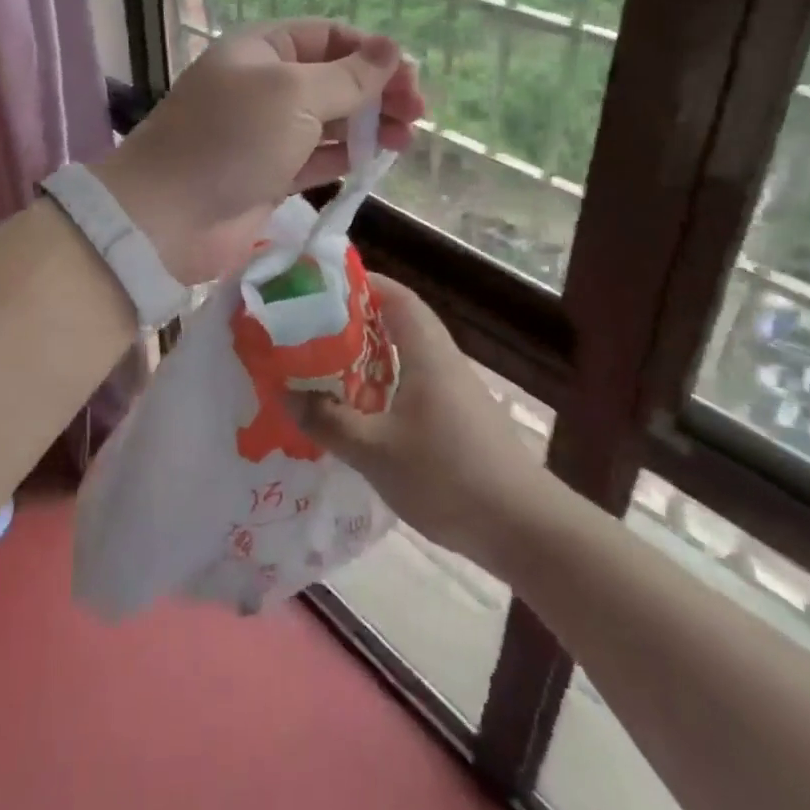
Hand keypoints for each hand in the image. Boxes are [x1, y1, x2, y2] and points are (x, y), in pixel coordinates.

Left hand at [94, 20, 423, 284]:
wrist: (168, 217)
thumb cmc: (232, 139)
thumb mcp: (294, 94)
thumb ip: (348, 76)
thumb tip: (392, 50)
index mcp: (261, 50)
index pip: (327, 37)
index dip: (371, 52)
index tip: (409, 78)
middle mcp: (263, 85)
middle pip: (332, 78)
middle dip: (376, 90)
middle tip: (416, 113)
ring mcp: (265, 133)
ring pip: (328, 120)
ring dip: (368, 124)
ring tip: (406, 138)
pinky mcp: (269, 175)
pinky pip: (317, 157)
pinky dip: (347, 156)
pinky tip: (377, 159)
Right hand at [292, 275, 545, 564]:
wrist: (523, 527)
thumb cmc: (446, 475)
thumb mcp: (375, 451)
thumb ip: (329, 421)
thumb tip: (286, 395)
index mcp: (426, 352)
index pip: (395, 295)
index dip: (361, 283)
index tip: (321, 286)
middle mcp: (443, 361)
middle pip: (399, 321)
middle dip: (356, 320)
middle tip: (311, 328)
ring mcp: (455, 390)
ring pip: (406, 355)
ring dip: (369, 355)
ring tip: (326, 366)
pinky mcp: (459, 418)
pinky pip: (414, 383)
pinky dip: (384, 384)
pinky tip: (361, 411)